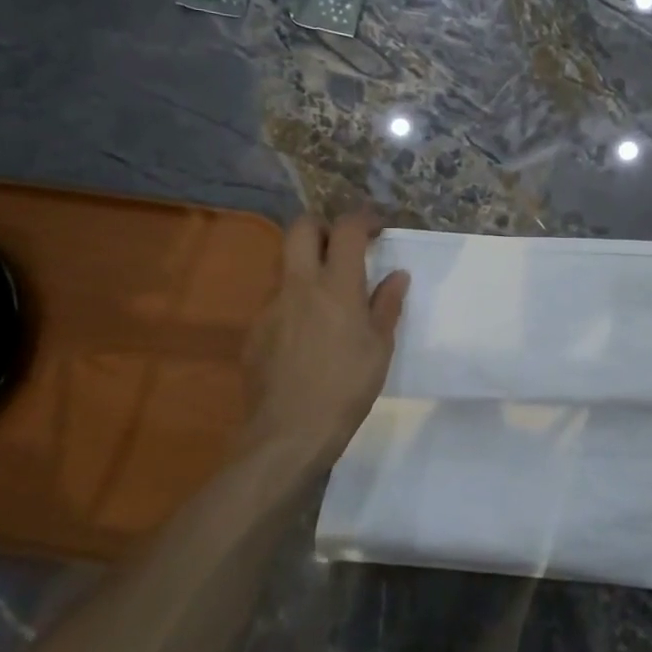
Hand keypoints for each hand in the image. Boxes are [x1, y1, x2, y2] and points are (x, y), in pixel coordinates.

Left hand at [240, 211, 410, 482]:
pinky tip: (307, 337)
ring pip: (286, 266)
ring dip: (307, 267)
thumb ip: (387, 305)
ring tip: (328, 299)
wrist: (290, 432)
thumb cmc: (347, 386)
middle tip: (342, 245)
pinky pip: (276, 302)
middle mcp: (299, 285)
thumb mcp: (380, 347)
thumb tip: (397, 275)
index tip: (377, 228)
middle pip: (300, 228)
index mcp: (336, 285)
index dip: (362, 219)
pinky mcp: (254, 331)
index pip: (346, 229)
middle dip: (323, 226)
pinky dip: (294, 304)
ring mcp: (271, 306)